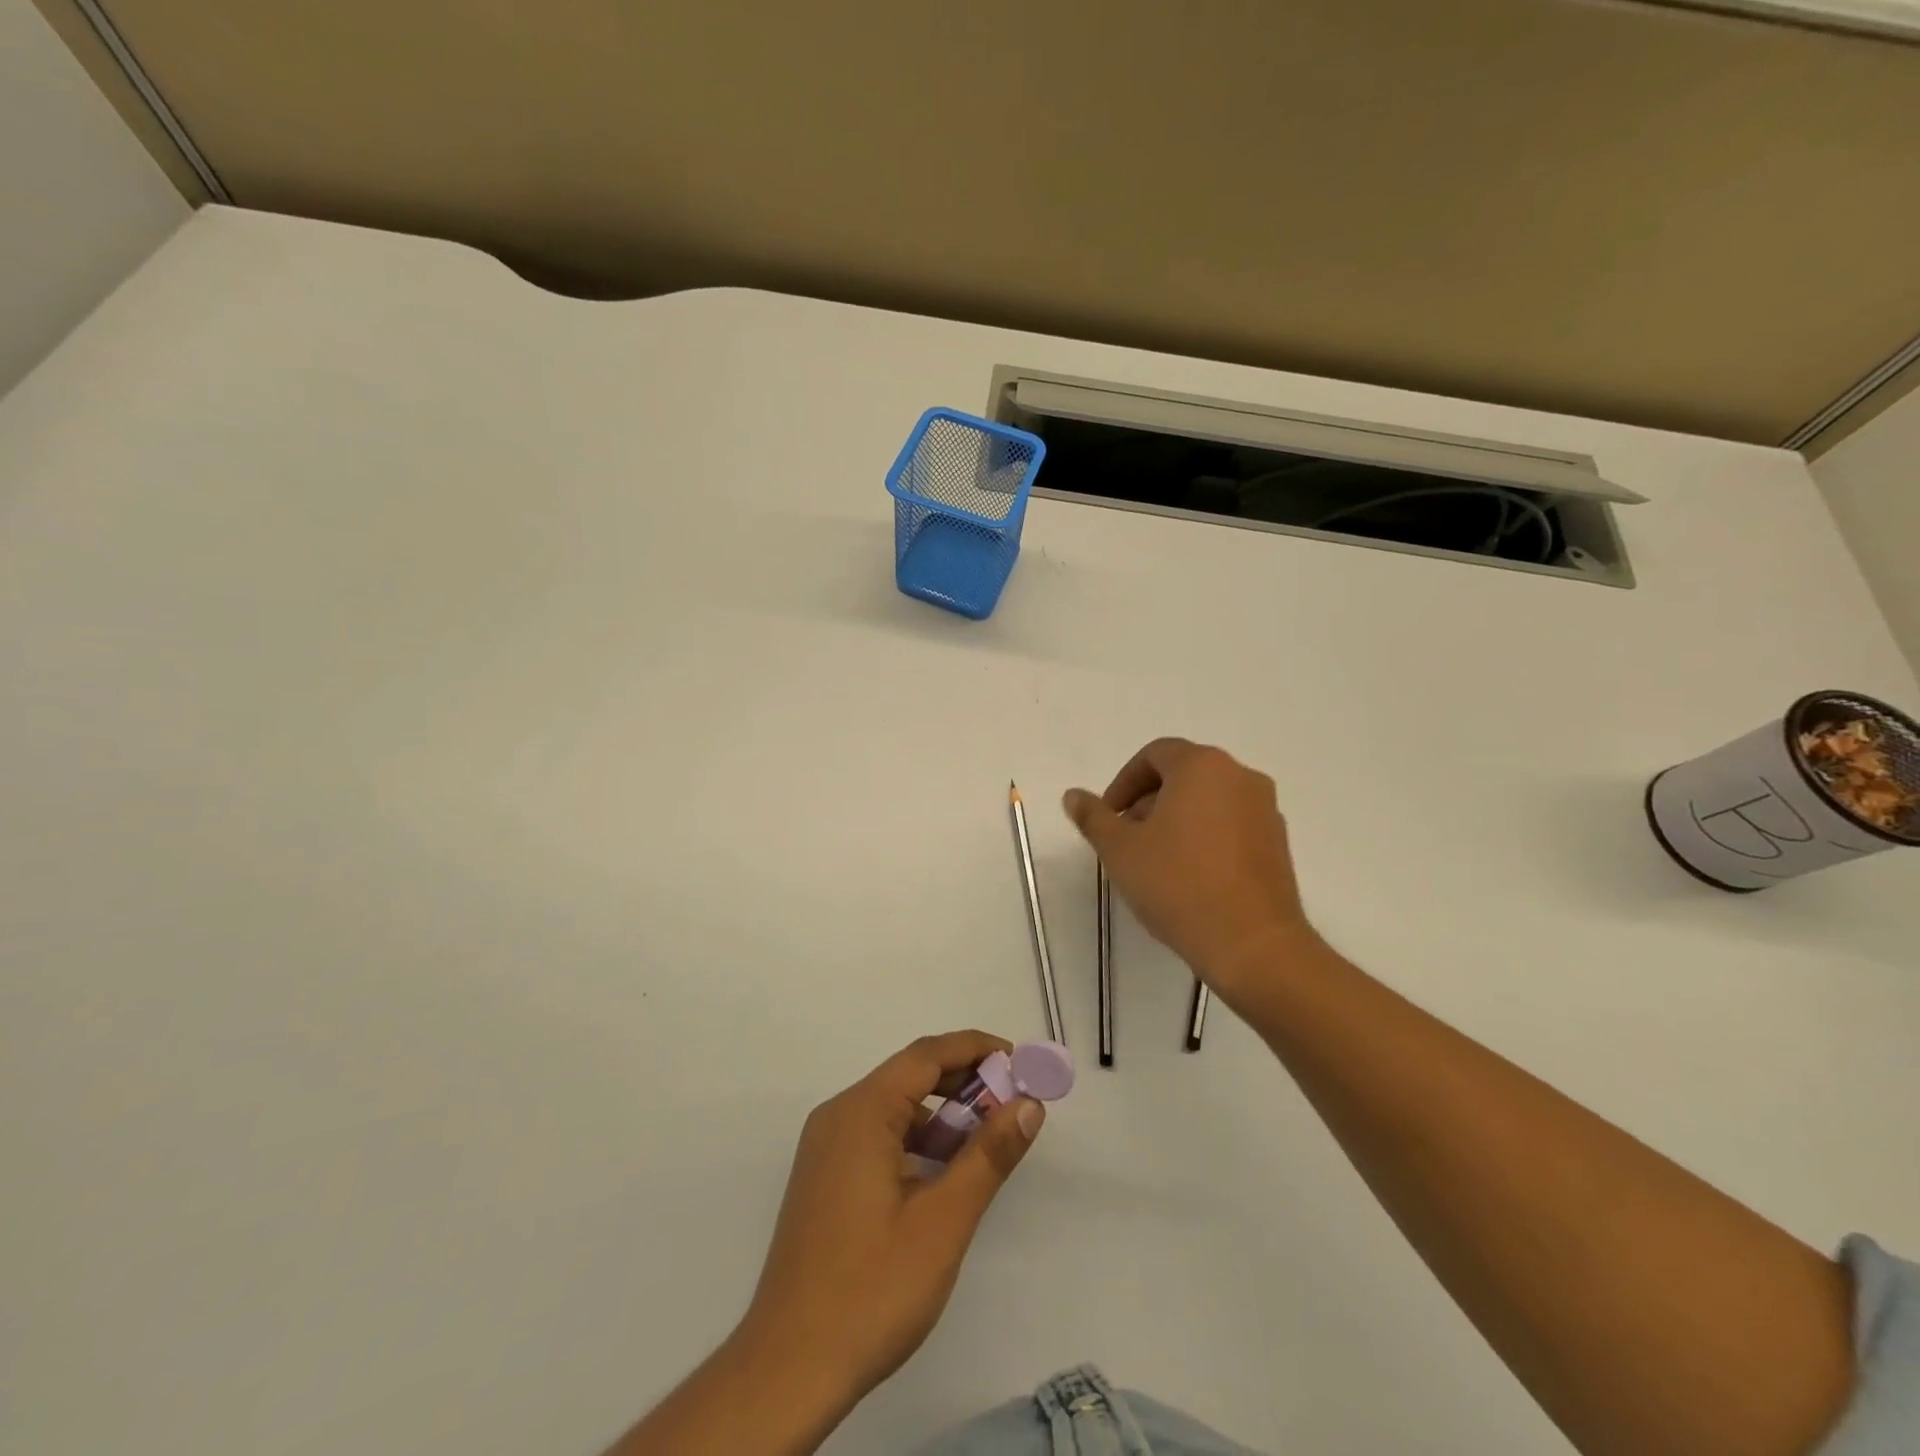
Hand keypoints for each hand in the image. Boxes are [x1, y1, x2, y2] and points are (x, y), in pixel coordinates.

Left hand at [741, 1031, 1044, 1406]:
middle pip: (909, 1077)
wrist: (788, 1370)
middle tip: (1012, 1105)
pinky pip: (878, 1137)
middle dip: (963, 1083)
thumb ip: (988, 1155)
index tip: (1019, 1061)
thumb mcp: (943, 1221)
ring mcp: (827, 1148)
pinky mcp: (826, 1178)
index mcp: (861, 1112)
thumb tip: (1029, 1104)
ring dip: (941, 1117)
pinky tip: (943, 1178)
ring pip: (895, 1109)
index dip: (975, 1048)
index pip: (925, 1055)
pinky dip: (917, 1143)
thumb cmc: (871, 1289)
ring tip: (985, 1145)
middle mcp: (838, 1116)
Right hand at [1063, 737, 1317, 1004]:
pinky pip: (1231, 825)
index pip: (1155, 755)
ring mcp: (1265, 810)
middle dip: (1148, 801)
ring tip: (1155, 861)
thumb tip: (1073, 795)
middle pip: (1183, 775)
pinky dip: (1205, 836)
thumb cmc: (1178, 884)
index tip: (1108, 817)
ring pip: (1209, 801)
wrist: (1252, 943)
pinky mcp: (1278, 843)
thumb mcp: (1120, 850)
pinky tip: (1189, 876)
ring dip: (1176, 819)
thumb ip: (1094, 817)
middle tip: (1126, 839)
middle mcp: (1240, 777)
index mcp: (1202, 766)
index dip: (1123, 782)